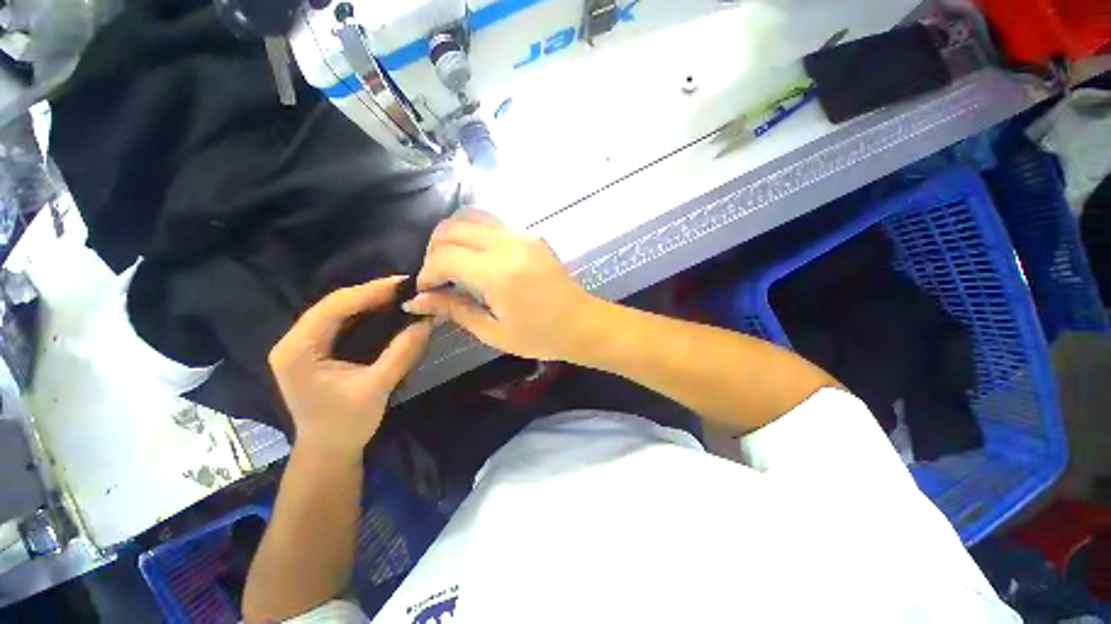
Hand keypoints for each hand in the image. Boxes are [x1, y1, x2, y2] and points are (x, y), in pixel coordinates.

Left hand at [269, 277, 431, 458]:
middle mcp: (294, 341)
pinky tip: (386, 310)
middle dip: (371, 293)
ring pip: (338, 311)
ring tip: (401, 294)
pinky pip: (341, 322)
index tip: (403, 283)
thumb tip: (425, 323)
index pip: (334, 307)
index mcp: (298, 350)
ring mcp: (303, 345)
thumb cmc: (347, 424)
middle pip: (334, 305)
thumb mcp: (377, 388)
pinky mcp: (315, 350)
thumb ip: (401, 353)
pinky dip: (365, 314)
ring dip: (369, 301)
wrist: (329, 451)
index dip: (369, 292)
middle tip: (406, 287)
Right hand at [404, 211, 602, 360]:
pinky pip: (492, 222)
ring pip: (471, 217)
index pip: (444, 257)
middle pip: (452, 228)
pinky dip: (473, 233)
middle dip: (434, 251)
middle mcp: (508, 244)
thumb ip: (455, 310)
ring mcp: (522, 235)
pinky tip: (476, 257)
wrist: (583, 324)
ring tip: (452, 264)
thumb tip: (417, 299)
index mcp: (498, 273)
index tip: (425, 291)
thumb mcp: (494, 332)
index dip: (426, 273)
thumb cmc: (541, 336)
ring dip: (452, 236)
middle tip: (437, 278)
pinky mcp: (532, 235)